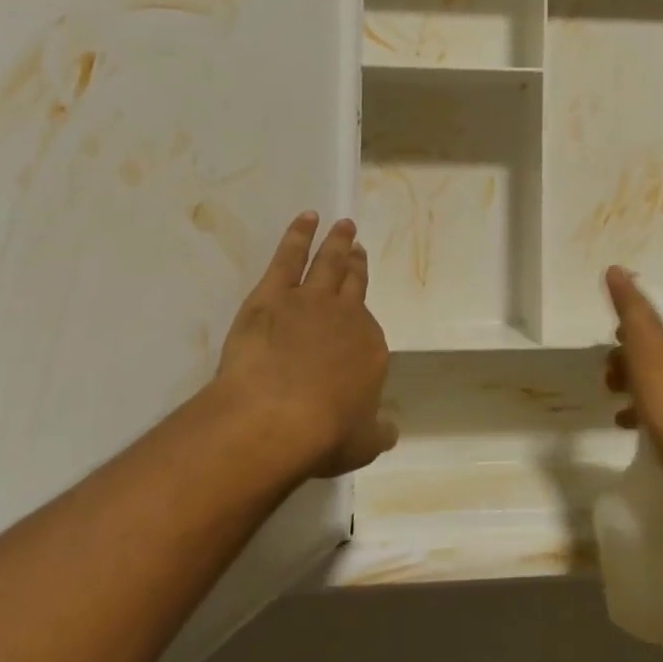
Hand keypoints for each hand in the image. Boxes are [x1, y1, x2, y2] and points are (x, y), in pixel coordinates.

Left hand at [215, 213, 395, 477]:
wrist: (275, 416)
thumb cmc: (323, 434)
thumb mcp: (363, 443)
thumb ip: (378, 431)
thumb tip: (389, 428)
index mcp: (370, 349)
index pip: (369, 329)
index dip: (363, 317)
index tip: (360, 308)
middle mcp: (347, 317)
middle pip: (353, 284)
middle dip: (357, 265)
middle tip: (358, 246)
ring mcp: (310, 301)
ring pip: (328, 263)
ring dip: (336, 243)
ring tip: (343, 225)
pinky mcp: (273, 294)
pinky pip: (289, 257)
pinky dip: (298, 235)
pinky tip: (306, 219)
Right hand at [603, 266, 662, 493]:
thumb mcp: (645, 349)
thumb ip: (631, 307)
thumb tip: (616, 269)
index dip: (637, 324)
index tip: (616, 346)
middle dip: (636, 355)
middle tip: (612, 375)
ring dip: (643, 378)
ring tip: (617, 398)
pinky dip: (661, 399)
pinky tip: (632, 420)